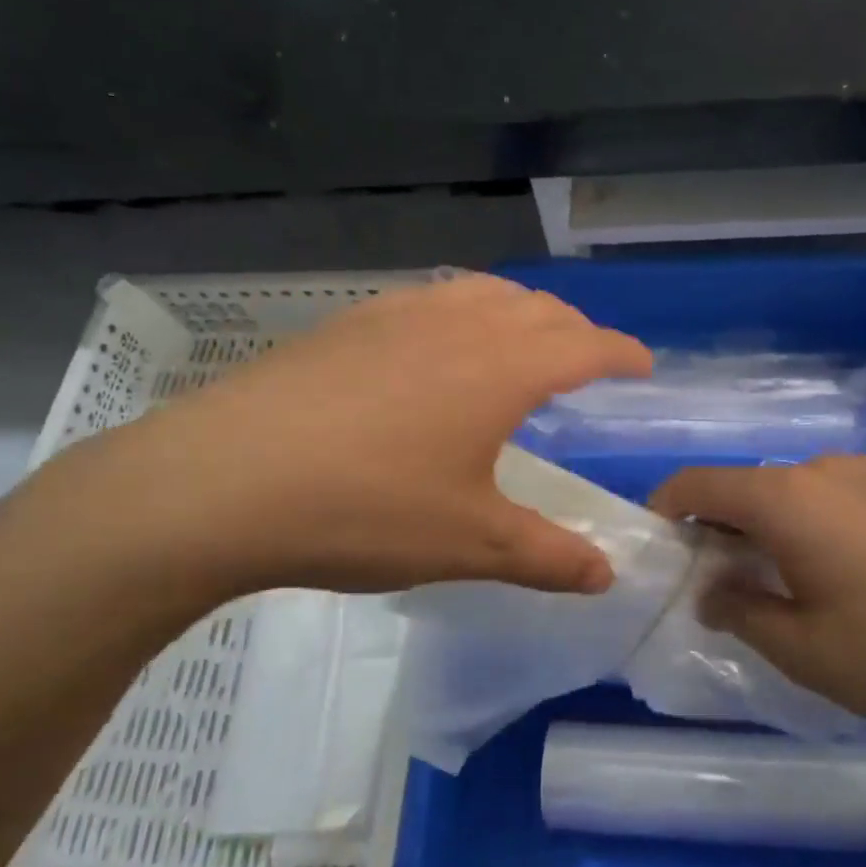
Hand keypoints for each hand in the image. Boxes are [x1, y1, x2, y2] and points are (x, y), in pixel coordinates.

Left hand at [49, 275, 651, 601]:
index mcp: (501, 369)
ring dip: (517, 312)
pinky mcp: (345, 326)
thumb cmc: (365, 510)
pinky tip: (435, 347)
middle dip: (574, 329)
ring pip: (480, 293)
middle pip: (537, 309)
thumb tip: (607, 574)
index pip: (584, 346)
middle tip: (586, 360)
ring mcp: (396, 316)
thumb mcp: (470, 544)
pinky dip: (460, 311)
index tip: (643, 365)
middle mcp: (457, 325)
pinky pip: (428, 299)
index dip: (621, 353)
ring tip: (520, 342)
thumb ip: (548, 557)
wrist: (222, 483)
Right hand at [650, 455, 865, 727]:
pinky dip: (808, 520)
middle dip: (717, 528)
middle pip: (743, 486)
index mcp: (785, 500)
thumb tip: (710, 591)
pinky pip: (829, 492)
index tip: (659, 548)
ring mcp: (865, 469)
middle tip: (718, 581)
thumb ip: (740, 611)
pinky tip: (840, 569)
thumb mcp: (804, 650)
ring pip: (787, 490)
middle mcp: (819, 467)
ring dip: (766, 525)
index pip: (698, 484)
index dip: (665, 509)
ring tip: (783, 580)